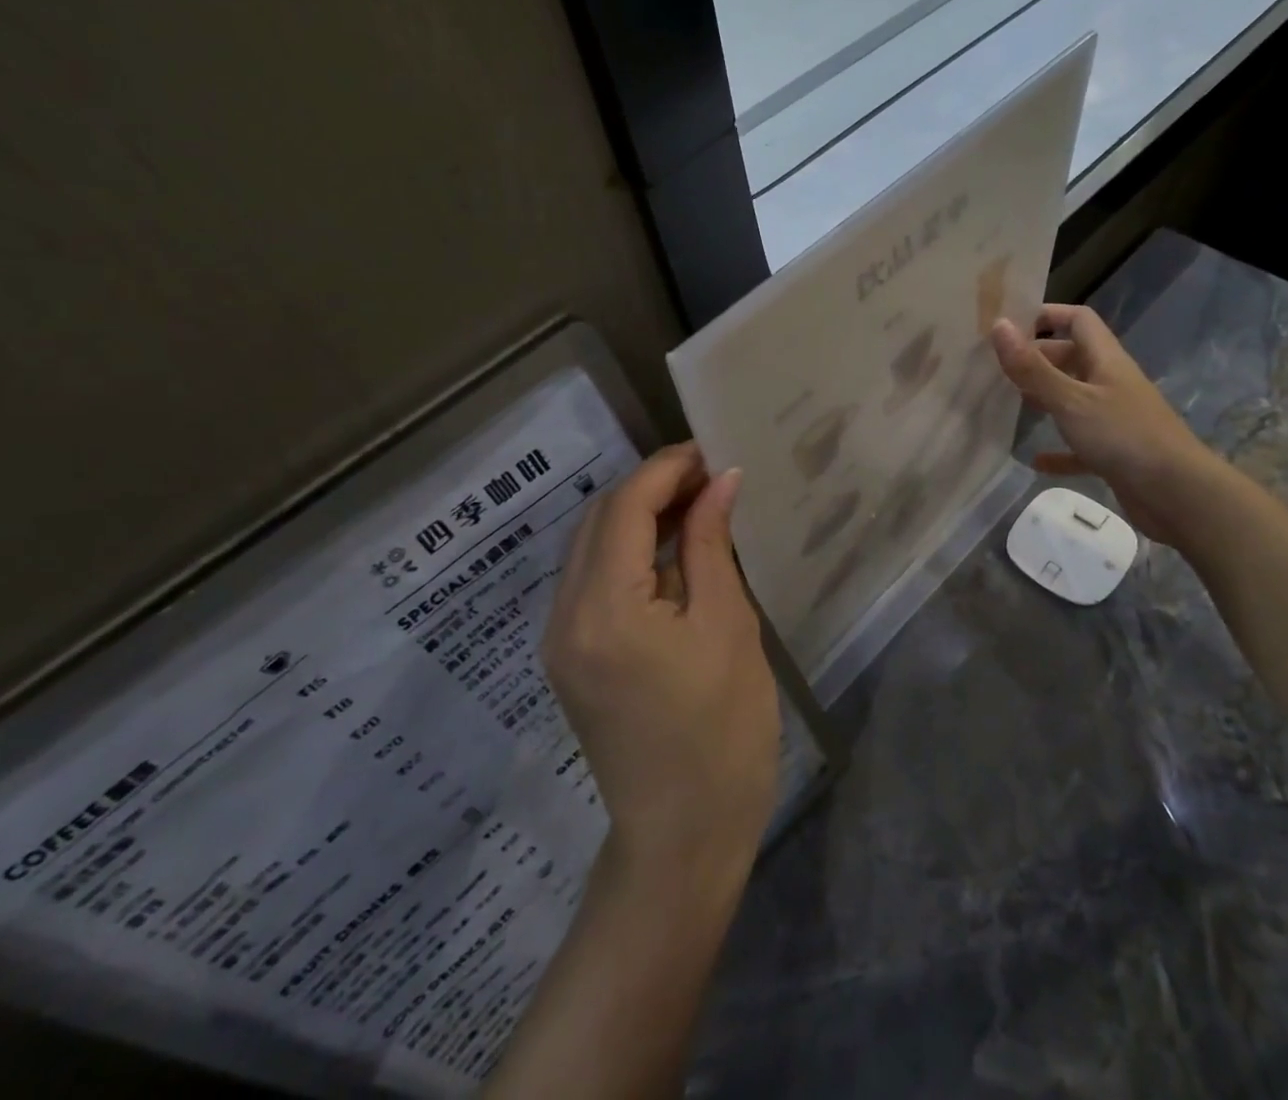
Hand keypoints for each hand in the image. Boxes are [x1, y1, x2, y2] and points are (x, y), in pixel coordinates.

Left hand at [543, 443, 779, 882]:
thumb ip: (711, 544)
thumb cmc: (722, 732)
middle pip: (600, 520)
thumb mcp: (727, 627)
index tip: (712, 451)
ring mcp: (560, 639)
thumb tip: (720, 480)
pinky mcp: (570, 657)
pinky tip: (673, 550)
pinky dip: (630, 551)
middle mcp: (565, 616)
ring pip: (592, 547)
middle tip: (710, 476)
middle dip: (652, 486)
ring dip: (640, 515)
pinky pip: (593, 580)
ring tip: (699, 504)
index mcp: (604, 608)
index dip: (668, 468)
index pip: (626, 507)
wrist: (683, 837)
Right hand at [990, 306, 1223, 545]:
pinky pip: (1079, 445)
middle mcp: (1110, 383)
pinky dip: (1058, 450)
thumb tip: (998, 325)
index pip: (1078, 320)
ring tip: (1008, 404)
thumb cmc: (1124, 437)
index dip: (1046, 315)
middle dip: (1037, 360)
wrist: (1179, 495)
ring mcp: (1114, 419)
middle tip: (996, 368)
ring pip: (1073, 399)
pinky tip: (1035, 460)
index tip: (1009, 325)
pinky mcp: (1114, 453)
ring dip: (1045, 400)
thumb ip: (1033, 368)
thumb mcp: (1071, 400)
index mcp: (1105, 360)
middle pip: (1071, 358)